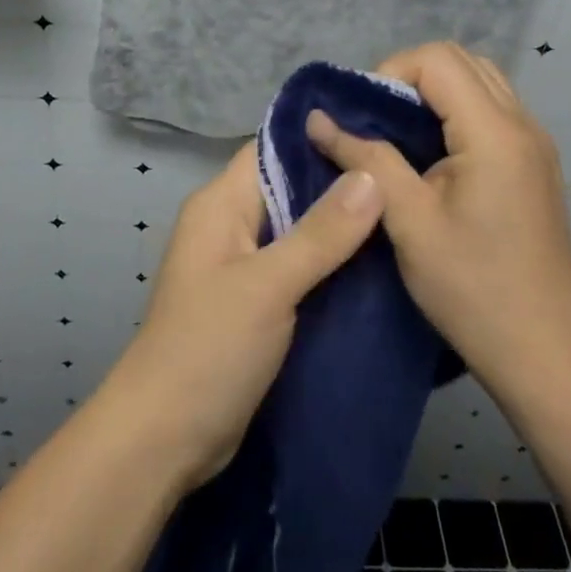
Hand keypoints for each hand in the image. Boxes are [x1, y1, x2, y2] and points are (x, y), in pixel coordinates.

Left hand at [97, 144, 384, 490]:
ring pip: (298, 230)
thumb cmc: (209, 348)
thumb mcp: (269, 286)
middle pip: (289, 187)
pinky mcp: (255, 303)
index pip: (272, 149)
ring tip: (403, 214)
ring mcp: (241, 265)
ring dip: (340, 228)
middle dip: (340, 184)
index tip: (378, 132)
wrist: (165, 439)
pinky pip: (298, 268)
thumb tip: (371, 175)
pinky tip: (378, 265)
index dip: (319, 138)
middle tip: (404, 176)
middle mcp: (229, 224)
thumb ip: (321, 233)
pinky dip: (331, 265)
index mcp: (220, 203)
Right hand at [306, 42, 570, 404]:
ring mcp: (534, 144)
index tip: (363, 118)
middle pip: (460, 60)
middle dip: (409, 77)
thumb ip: (365, 160)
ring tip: (399, 137)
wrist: (547, 355)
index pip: (437, 59)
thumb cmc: (473, 290)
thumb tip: (317, 119)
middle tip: (376, 122)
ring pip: (478, 81)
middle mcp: (523, 124)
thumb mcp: (408, 222)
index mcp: (495, 132)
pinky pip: (491, 110)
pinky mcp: (534, 164)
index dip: (390, 73)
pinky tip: (431, 157)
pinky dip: (454, 113)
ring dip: (433, 94)